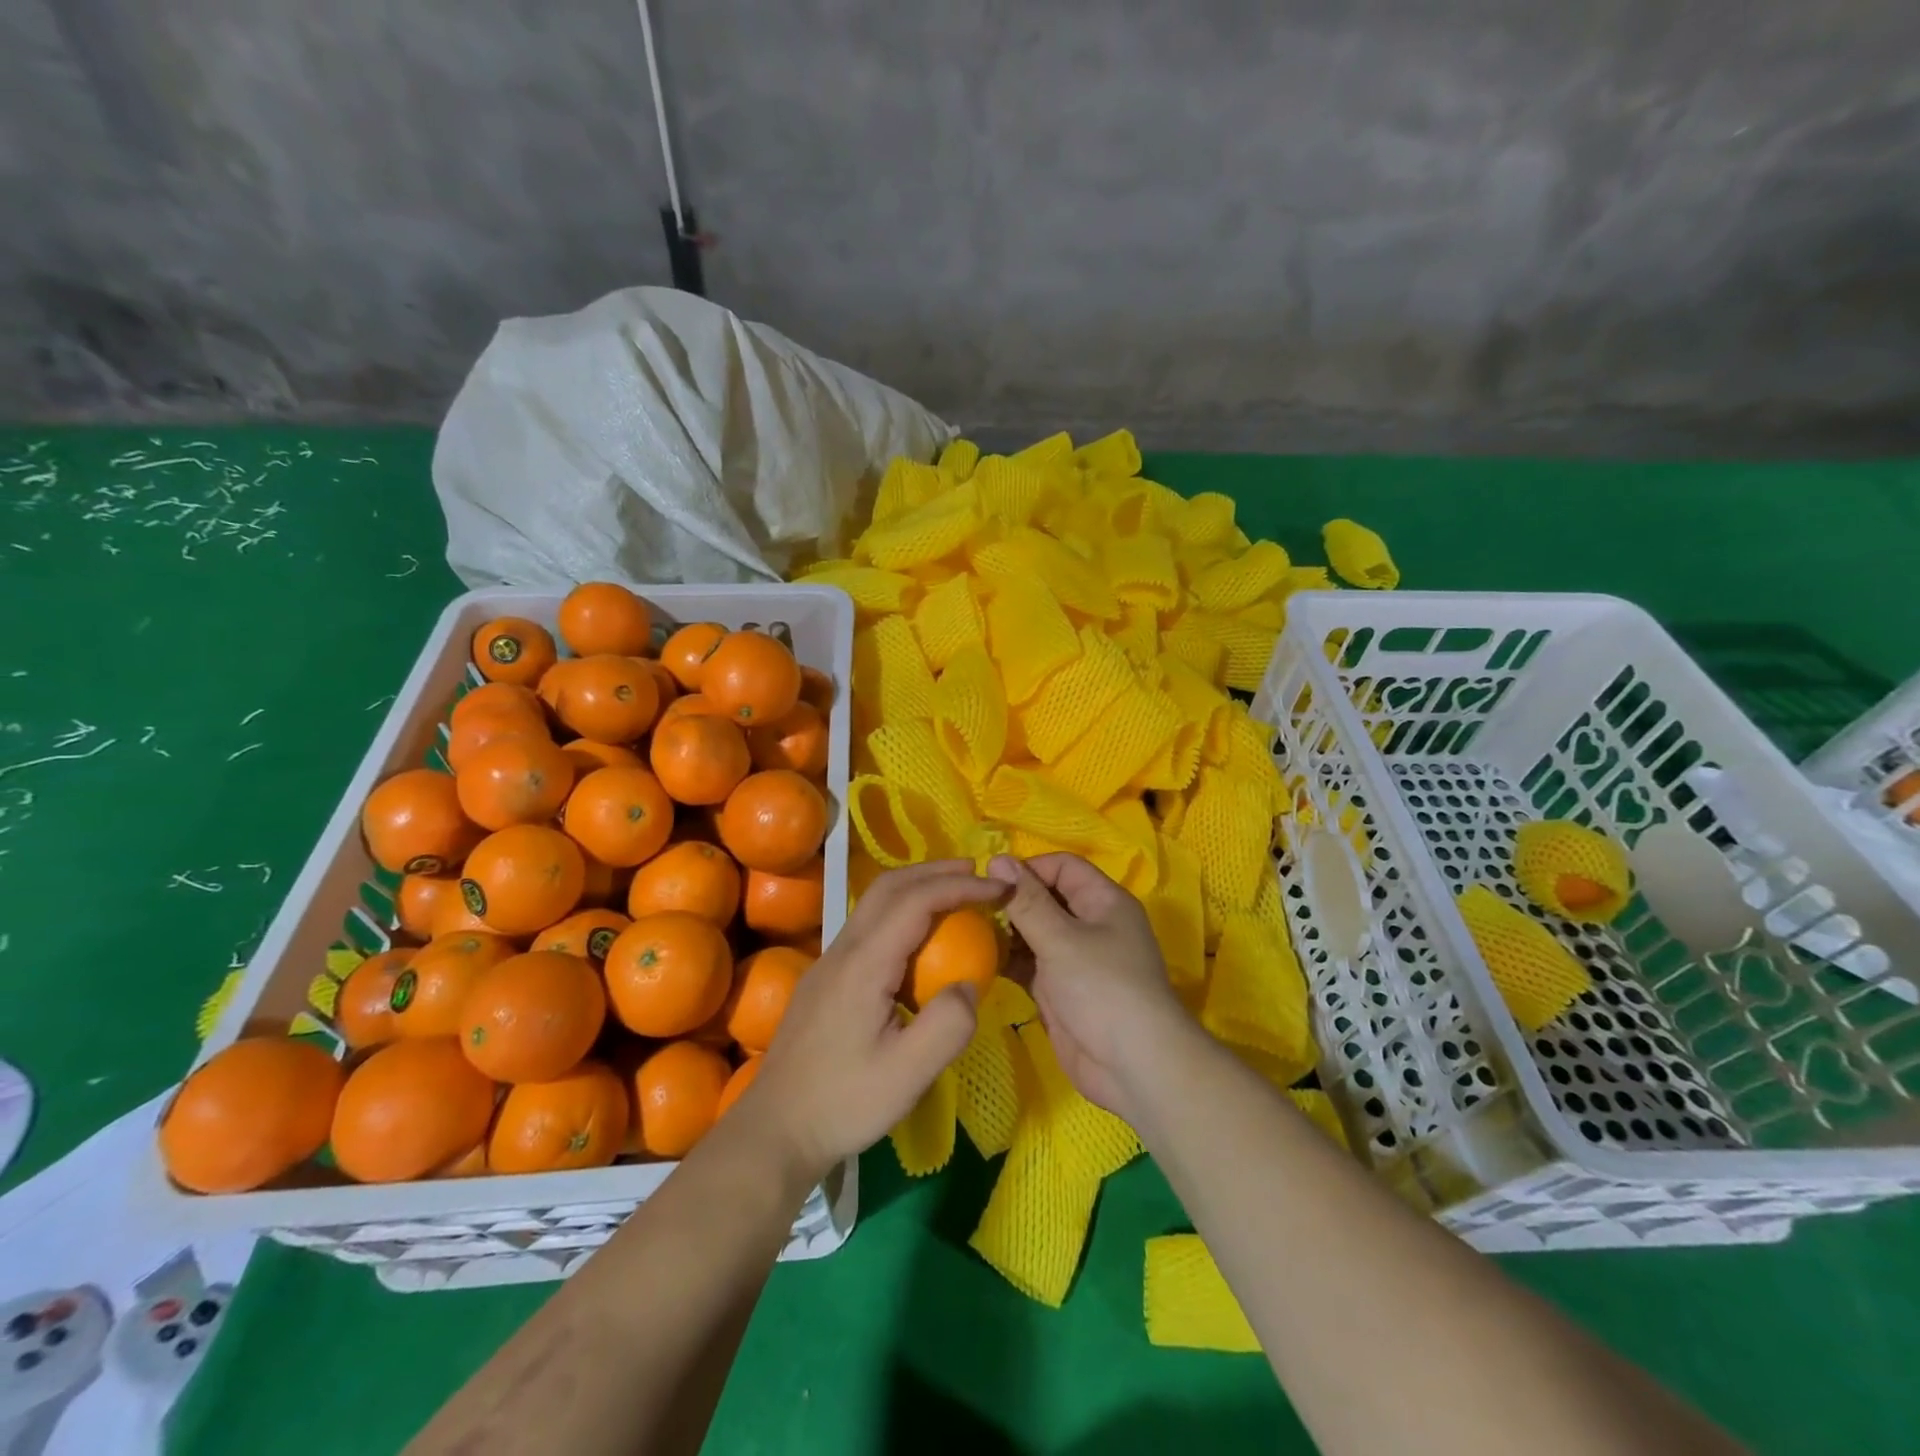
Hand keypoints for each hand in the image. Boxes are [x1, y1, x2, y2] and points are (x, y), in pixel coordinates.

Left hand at [741, 860, 1003, 1180]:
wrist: (775, 1129)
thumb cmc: (843, 1103)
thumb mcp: (908, 1075)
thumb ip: (948, 1026)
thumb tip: (970, 985)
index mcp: (864, 964)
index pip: (915, 901)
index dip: (960, 886)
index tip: (999, 887)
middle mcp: (843, 949)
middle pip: (889, 887)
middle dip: (936, 871)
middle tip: (978, 873)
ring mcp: (828, 960)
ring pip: (874, 902)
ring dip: (916, 886)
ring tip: (954, 893)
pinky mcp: (825, 977)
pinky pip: (868, 924)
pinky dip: (901, 910)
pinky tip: (919, 937)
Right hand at [988, 853, 1194, 1121]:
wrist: (1133, 1067)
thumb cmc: (1102, 989)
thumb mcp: (1062, 939)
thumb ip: (1026, 901)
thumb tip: (997, 859)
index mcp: (1103, 901)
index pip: (1062, 866)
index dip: (1028, 869)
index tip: (990, 882)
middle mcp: (1090, 924)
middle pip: (1045, 898)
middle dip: (1010, 901)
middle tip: (970, 908)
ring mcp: (1074, 959)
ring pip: (1033, 932)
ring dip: (1004, 932)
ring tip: (965, 933)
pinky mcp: (1060, 990)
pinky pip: (1029, 964)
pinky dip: (1007, 961)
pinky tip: (976, 961)